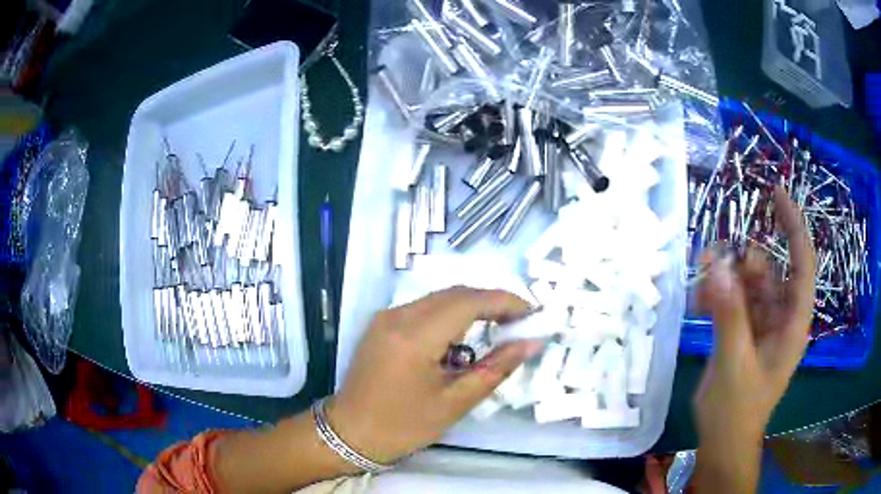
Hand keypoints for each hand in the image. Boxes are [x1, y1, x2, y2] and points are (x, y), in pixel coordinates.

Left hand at [327, 286, 542, 463]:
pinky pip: (423, 308)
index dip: (505, 302)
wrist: (350, 433)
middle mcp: (398, 316)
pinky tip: (462, 338)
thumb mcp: (455, 402)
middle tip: (519, 323)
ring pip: (440, 298)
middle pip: (455, 293)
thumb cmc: (403, 425)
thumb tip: (530, 343)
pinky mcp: (382, 324)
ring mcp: (386, 317)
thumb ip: (495, 368)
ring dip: (471, 308)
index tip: (532, 314)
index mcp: (415, 336)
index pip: (469, 301)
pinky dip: (450, 316)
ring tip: (497, 330)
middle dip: (491, 302)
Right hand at [694, 187, 815, 460]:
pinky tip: (699, 303)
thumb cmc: (737, 410)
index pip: (802, 263)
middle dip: (743, 262)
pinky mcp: (744, 332)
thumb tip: (716, 265)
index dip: (794, 225)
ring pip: (748, 284)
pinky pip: (733, 301)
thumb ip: (729, 314)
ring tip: (701, 282)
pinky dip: (717, 296)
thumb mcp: (735, 363)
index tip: (777, 193)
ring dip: (725, 279)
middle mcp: (782, 317)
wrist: (723, 441)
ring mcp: (762, 324)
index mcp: (793, 323)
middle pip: (769, 270)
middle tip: (713, 262)